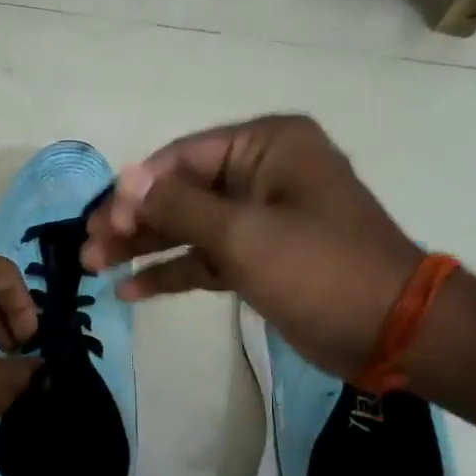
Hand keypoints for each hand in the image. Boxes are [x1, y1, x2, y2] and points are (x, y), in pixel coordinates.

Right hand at [81, 115, 422, 374]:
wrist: (389, 329)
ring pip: (186, 227)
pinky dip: (171, 272)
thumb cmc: (319, 268)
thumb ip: (179, 205)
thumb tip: (125, 180)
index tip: (100, 223)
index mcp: (267, 146)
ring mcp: (259, 218)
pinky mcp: (258, 258)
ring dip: (142, 247)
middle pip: (179, 192)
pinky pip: (204, 257)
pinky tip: (130, 290)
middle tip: (86, 249)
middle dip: (131, 221)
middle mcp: (261, 173)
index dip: (136, 190)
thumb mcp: (243, 233)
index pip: (182, 158)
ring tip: (93, 268)